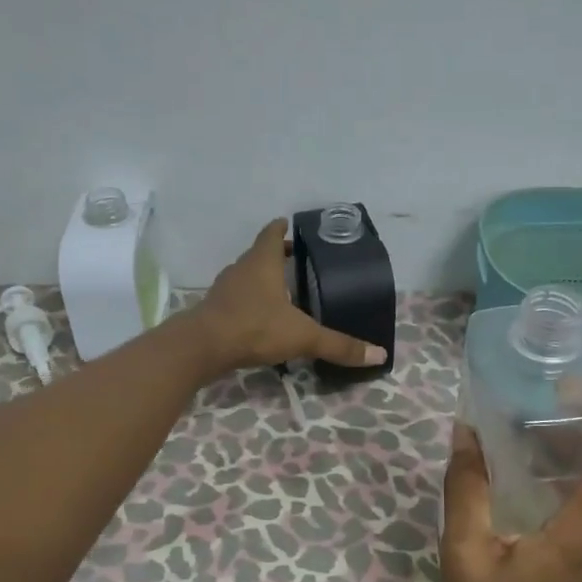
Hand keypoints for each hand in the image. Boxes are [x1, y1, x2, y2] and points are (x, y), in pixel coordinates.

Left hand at [190, 219, 387, 374]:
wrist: (202, 347)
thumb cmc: (254, 327)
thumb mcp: (303, 336)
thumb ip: (339, 345)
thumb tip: (379, 355)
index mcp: (263, 262)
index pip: (273, 234)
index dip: (283, 229)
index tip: (292, 226)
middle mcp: (242, 269)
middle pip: (260, 254)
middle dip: (277, 256)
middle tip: (298, 262)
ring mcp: (225, 289)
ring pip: (246, 276)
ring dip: (262, 280)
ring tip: (283, 291)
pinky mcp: (214, 310)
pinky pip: (236, 298)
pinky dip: (250, 301)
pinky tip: (261, 318)